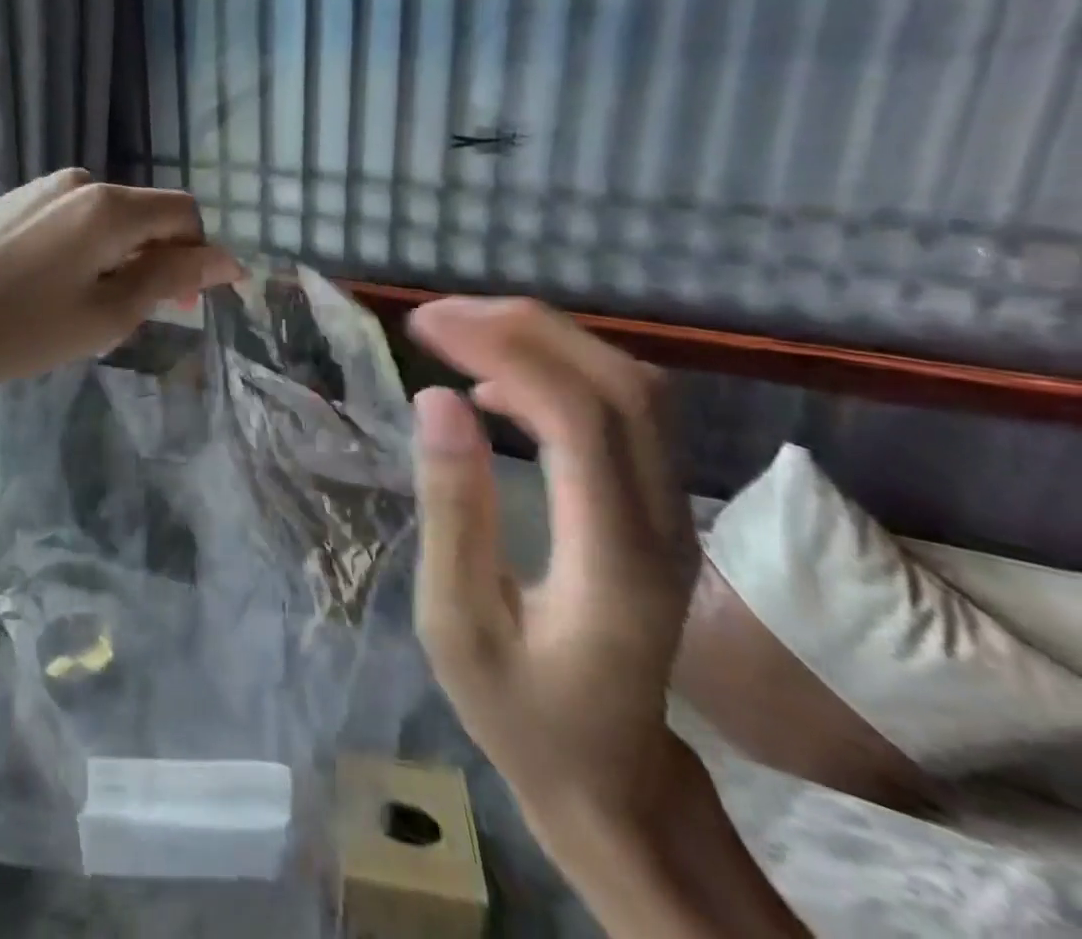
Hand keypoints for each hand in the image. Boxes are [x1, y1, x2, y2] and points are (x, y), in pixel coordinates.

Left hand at [0, 169, 240, 396]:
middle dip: (161, 258)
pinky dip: (89, 248)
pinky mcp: (15, 202)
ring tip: (99, 305)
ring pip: (109, 218)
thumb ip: (170, 278)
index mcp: (109, 206)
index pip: (183, 213)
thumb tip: (226, 259)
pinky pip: (74, 219)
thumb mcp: (108, 313)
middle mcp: (80, 182)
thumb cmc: (23, 329)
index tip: (200, 299)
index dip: (202, 253)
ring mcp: (43, 189)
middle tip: (149, 313)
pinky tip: (62, 286)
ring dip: (124, 255)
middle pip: (146, 213)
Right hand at [405, 297, 697, 836]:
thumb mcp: (457, 623)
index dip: (501, 350)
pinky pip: (624, 410)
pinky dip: (560, 371)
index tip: (422, 326)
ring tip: (461, 333)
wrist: (613, 779)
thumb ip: (453, 509)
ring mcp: (672, 513)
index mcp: (613, 559)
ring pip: (633, 388)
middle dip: (524, 328)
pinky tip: (498, 383)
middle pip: (622, 385)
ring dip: (546, 341)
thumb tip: (437, 399)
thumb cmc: (520, 713)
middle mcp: (663, 523)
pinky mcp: (657, 506)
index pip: (578, 419)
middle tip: (437, 316)